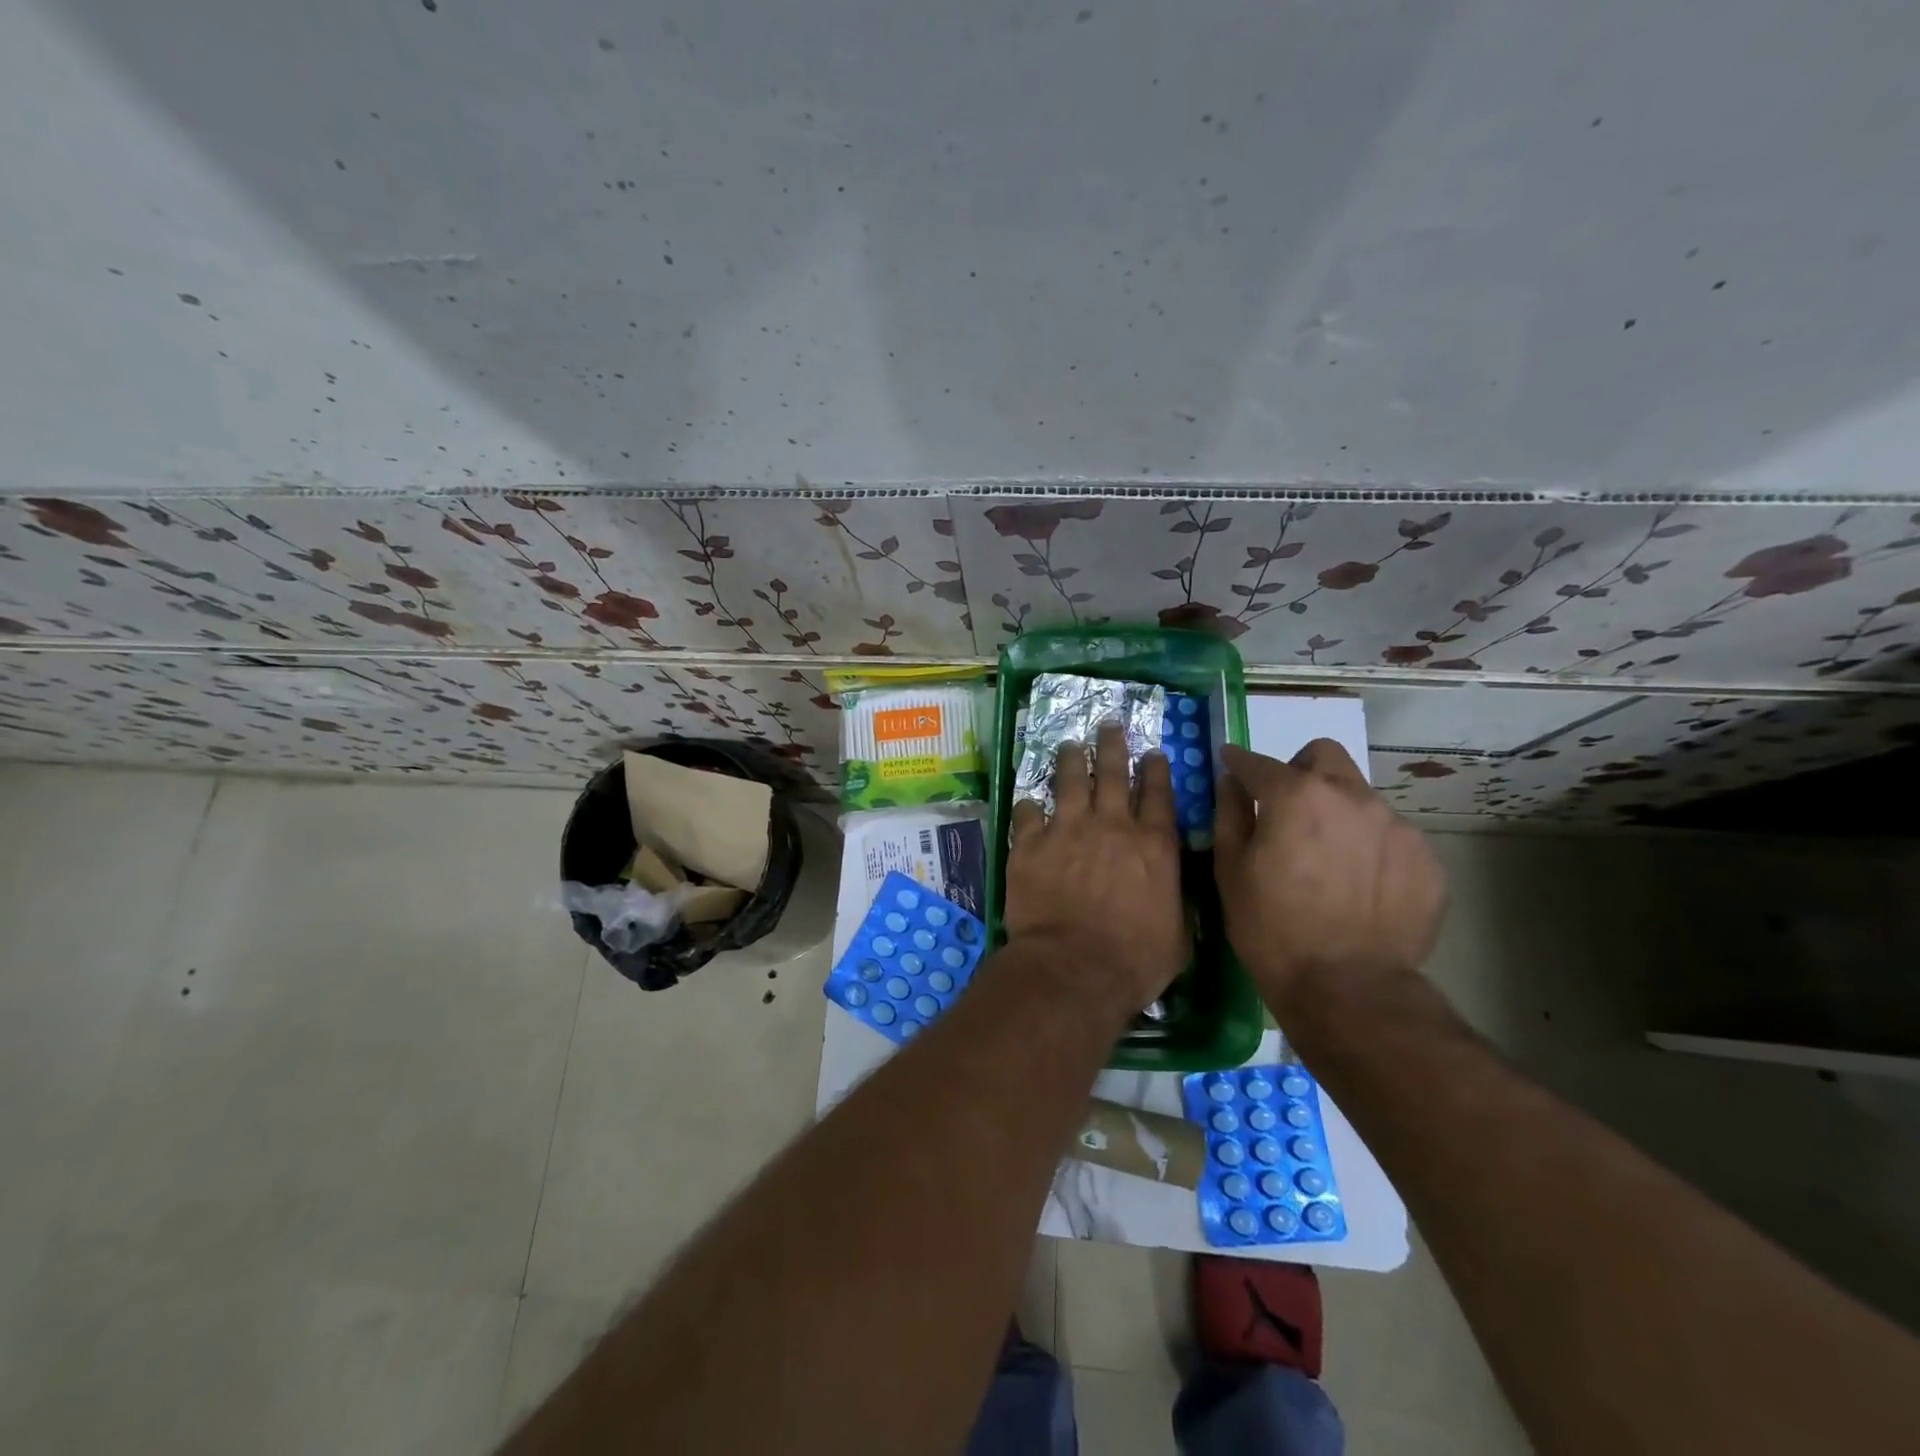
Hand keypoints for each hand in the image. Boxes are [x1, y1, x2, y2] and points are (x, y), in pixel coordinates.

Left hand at [1006, 722, 1185, 1016]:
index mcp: (1153, 845)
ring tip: (1069, 745)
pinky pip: (1027, 813)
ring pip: (1069, 781)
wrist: (1074, 968)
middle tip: (1108, 724)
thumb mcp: (1178, 934)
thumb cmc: (1135, 960)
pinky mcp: (1030, 844)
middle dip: (1112, 745)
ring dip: (1070, 759)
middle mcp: (1111, 826)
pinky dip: (1029, 806)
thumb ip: (1175, 900)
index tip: (1152, 752)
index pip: (1158, 794)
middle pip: (1112, 773)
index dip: (1156, 769)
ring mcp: (1067, 830)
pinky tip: (1028, 801)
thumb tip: (1173, 890)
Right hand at [1215, 738, 1445, 1011]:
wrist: (1348, 989)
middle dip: (1300, 770)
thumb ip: (1230, 813)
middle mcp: (1352, 796)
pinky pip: (1389, 838)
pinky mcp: (1426, 860)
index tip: (1231, 765)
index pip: (1259, 763)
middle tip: (1287, 808)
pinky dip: (1369, 849)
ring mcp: (1396, 826)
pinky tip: (1359, 888)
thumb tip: (1233, 782)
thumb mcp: (1231, 870)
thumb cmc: (1272, 928)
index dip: (1239, 762)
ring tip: (1328, 861)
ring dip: (1338, 812)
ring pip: (1360, 798)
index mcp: (1297, 795)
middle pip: (1324, 756)